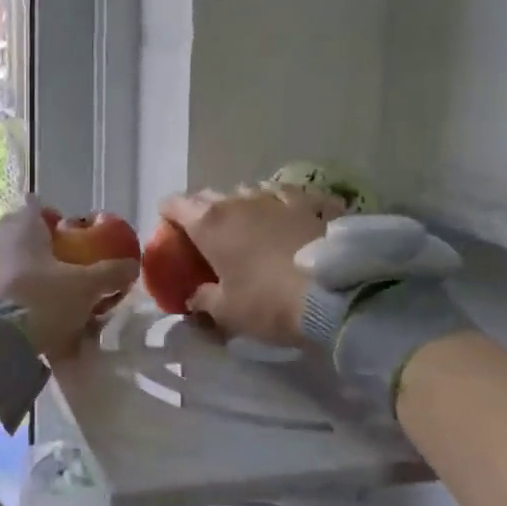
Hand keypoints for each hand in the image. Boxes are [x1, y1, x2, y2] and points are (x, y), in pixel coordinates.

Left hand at [0, 198, 140, 358]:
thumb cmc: (40, 298)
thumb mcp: (84, 288)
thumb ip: (110, 274)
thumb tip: (132, 265)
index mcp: (22, 225)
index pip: (36, 205)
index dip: (51, 216)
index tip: (65, 232)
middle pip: (20, 234)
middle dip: (38, 248)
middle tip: (61, 268)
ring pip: (6, 261)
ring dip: (23, 274)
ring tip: (46, 299)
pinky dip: (10, 297)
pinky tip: (27, 319)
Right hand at [158, 185, 343, 343]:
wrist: (338, 295)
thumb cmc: (270, 303)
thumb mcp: (227, 312)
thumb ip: (202, 299)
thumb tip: (194, 295)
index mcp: (210, 223)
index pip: (174, 204)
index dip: (168, 217)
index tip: (171, 234)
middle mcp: (239, 200)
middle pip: (209, 196)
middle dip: (203, 213)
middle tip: (208, 239)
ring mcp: (278, 197)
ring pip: (248, 193)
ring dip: (242, 208)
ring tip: (251, 230)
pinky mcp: (312, 202)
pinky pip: (287, 198)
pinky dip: (281, 208)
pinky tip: (290, 222)